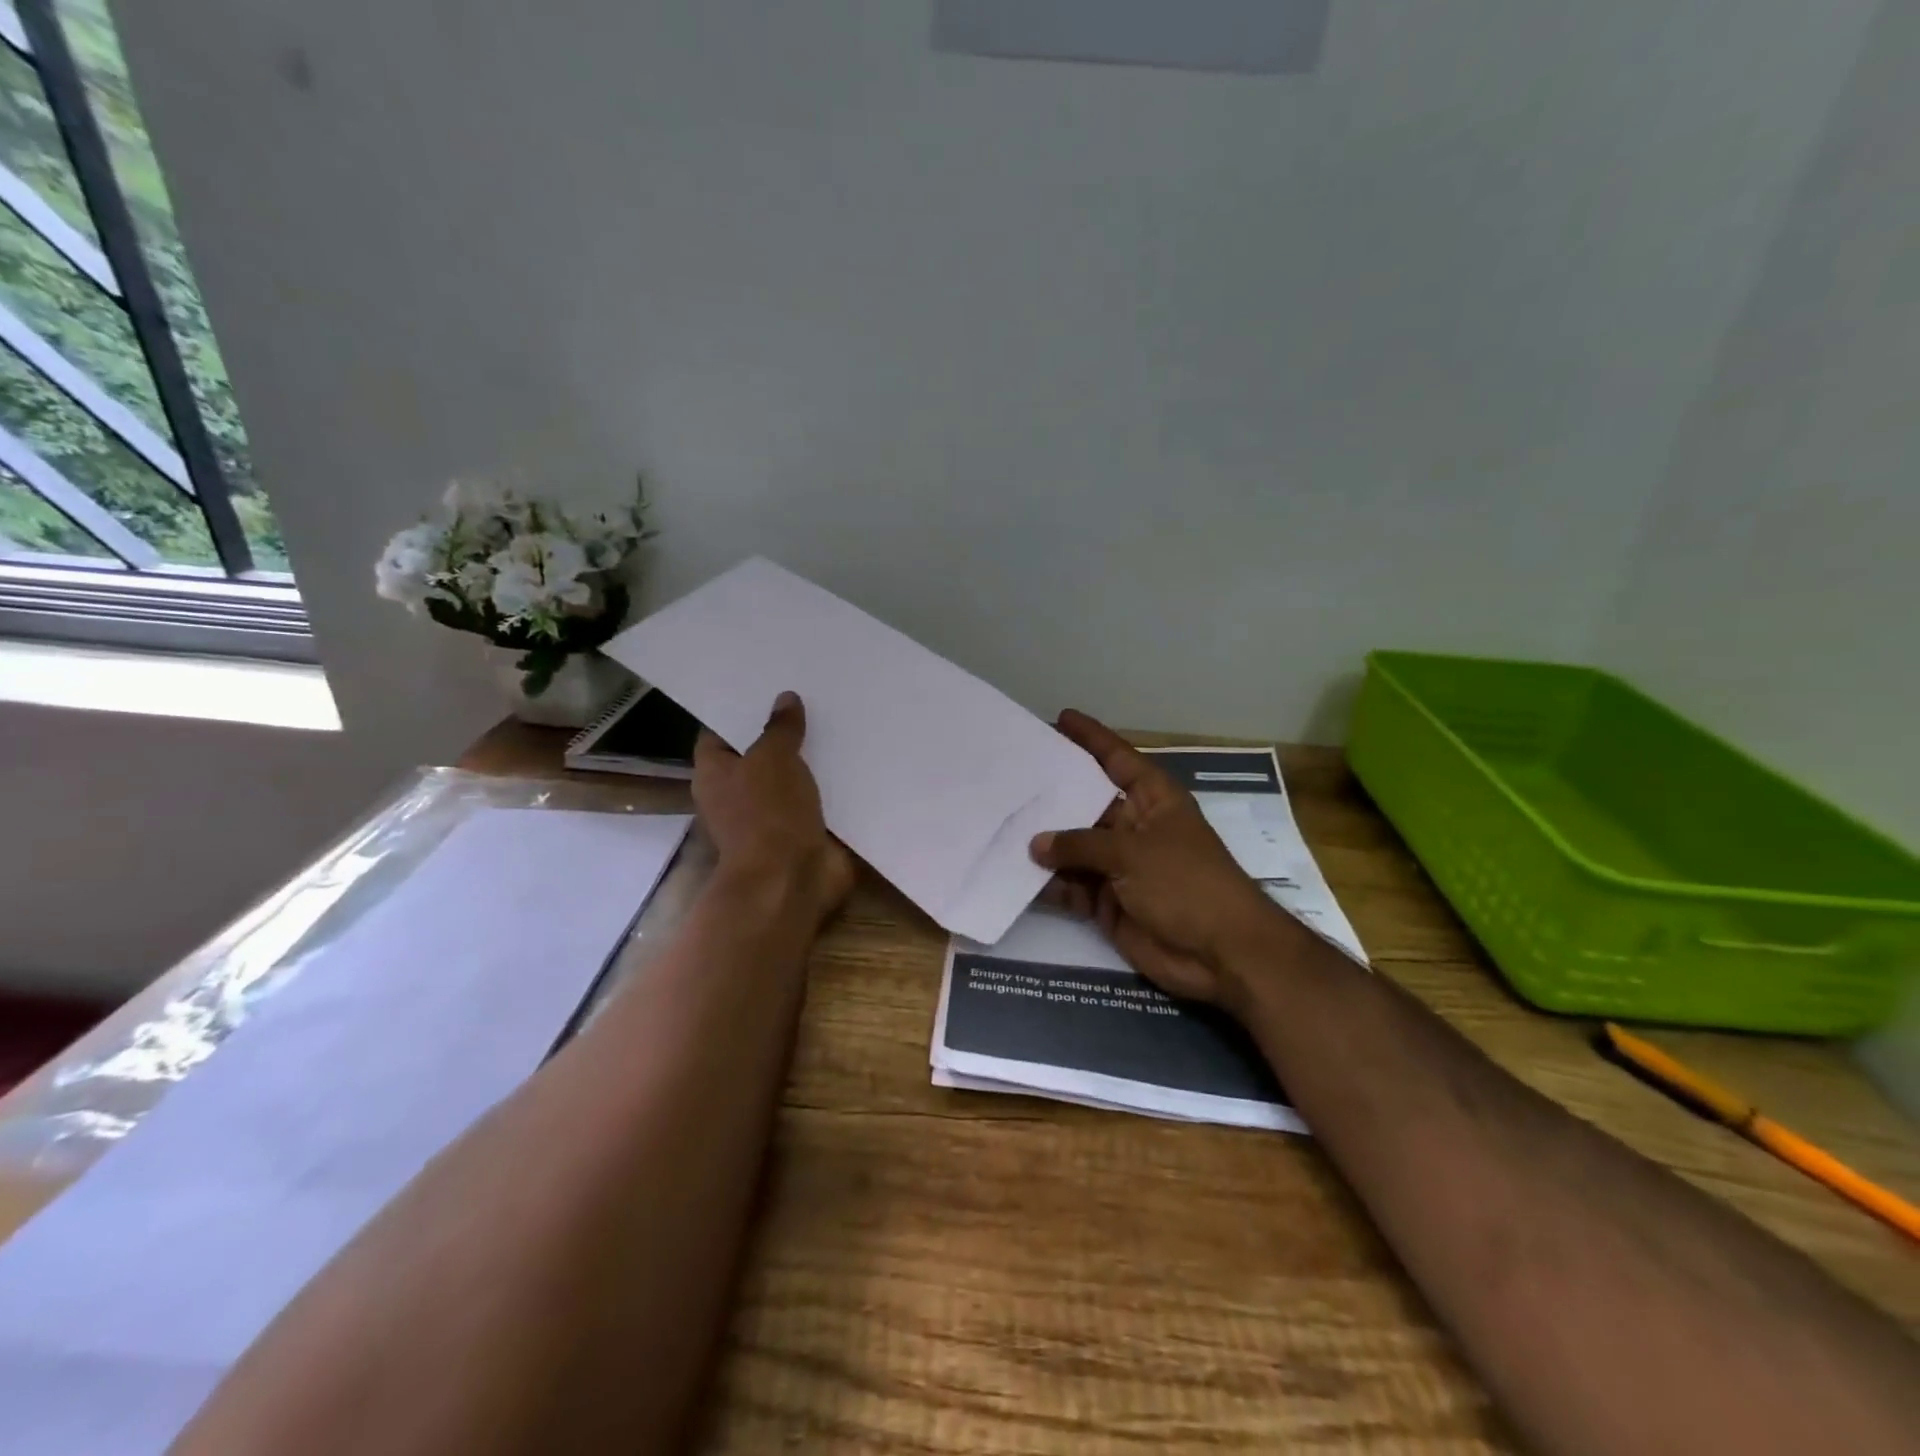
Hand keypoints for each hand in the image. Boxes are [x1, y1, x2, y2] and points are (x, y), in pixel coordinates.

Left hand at [694, 692, 855, 925]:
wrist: (790, 881)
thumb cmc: (767, 815)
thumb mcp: (772, 759)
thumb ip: (780, 728)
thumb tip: (785, 699)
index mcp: (715, 773)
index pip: (719, 732)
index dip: (740, 709)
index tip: (767, 685)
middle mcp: (737, 793)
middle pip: (758, 752)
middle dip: (781, 730)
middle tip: (811, 695)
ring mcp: (770, 814)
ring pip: (790, 775)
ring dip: (810, 756)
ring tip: (837, 717)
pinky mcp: (801, 830)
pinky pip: (815, 798)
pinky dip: (831, 782)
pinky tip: (854, 755)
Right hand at [1031, 711, 1287, 1007]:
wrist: (1220, 954)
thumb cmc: (1186, 884)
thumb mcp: (1133, 854)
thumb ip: (1082, 845)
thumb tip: (1036, 844)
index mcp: (1153, 801)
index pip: (1118, 759)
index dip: (1092, 737)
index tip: (1060, 717)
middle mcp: (1134, 827)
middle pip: (1087, 803)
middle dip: (1053, 792)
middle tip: (1011, 775)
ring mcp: (1120, 866)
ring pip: (1074, 847)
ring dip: (1044, 843)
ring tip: (1000, 823)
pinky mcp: (1108, 902)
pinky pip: (1071, 886)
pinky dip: (1048, 883)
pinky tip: (1015, 874)